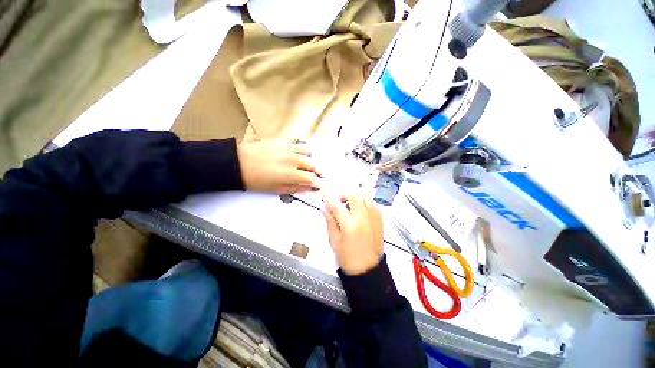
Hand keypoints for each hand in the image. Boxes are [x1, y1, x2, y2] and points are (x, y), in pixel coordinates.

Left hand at [237, 140, 321, 193]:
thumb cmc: (257, 180)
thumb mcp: (276, 189)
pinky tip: (299, 154)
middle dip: (319, 172)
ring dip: (311, 159)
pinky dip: (302, 149)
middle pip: (313, 165)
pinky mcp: (283, 141)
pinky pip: (298, 143)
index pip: (311, 179)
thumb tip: (309, 187)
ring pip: (308, 152)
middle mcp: (294, 160)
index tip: (318, 185)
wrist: (240, 163)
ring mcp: (289, 149)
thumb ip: (295, 188)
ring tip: (308, 164)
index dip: (317, 183)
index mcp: (291, 174)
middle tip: (319, 176)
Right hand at [321, 192, 383, 274]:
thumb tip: (323, 207)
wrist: (367, 269)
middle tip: (339, 201)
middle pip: (354, 195)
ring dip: (356, 196)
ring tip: (350, 204)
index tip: (323, 192)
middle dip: (344, 194)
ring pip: (366, 196)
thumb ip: (330, 221)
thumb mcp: (334, 240)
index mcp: (349, 224)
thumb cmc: (348, 257)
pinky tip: (361, 209)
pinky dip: (365, 202)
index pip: (336, 205)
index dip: (328, 197)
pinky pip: (373, 204)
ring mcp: (373, 217)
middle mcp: (363, 217)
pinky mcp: (379, 220)